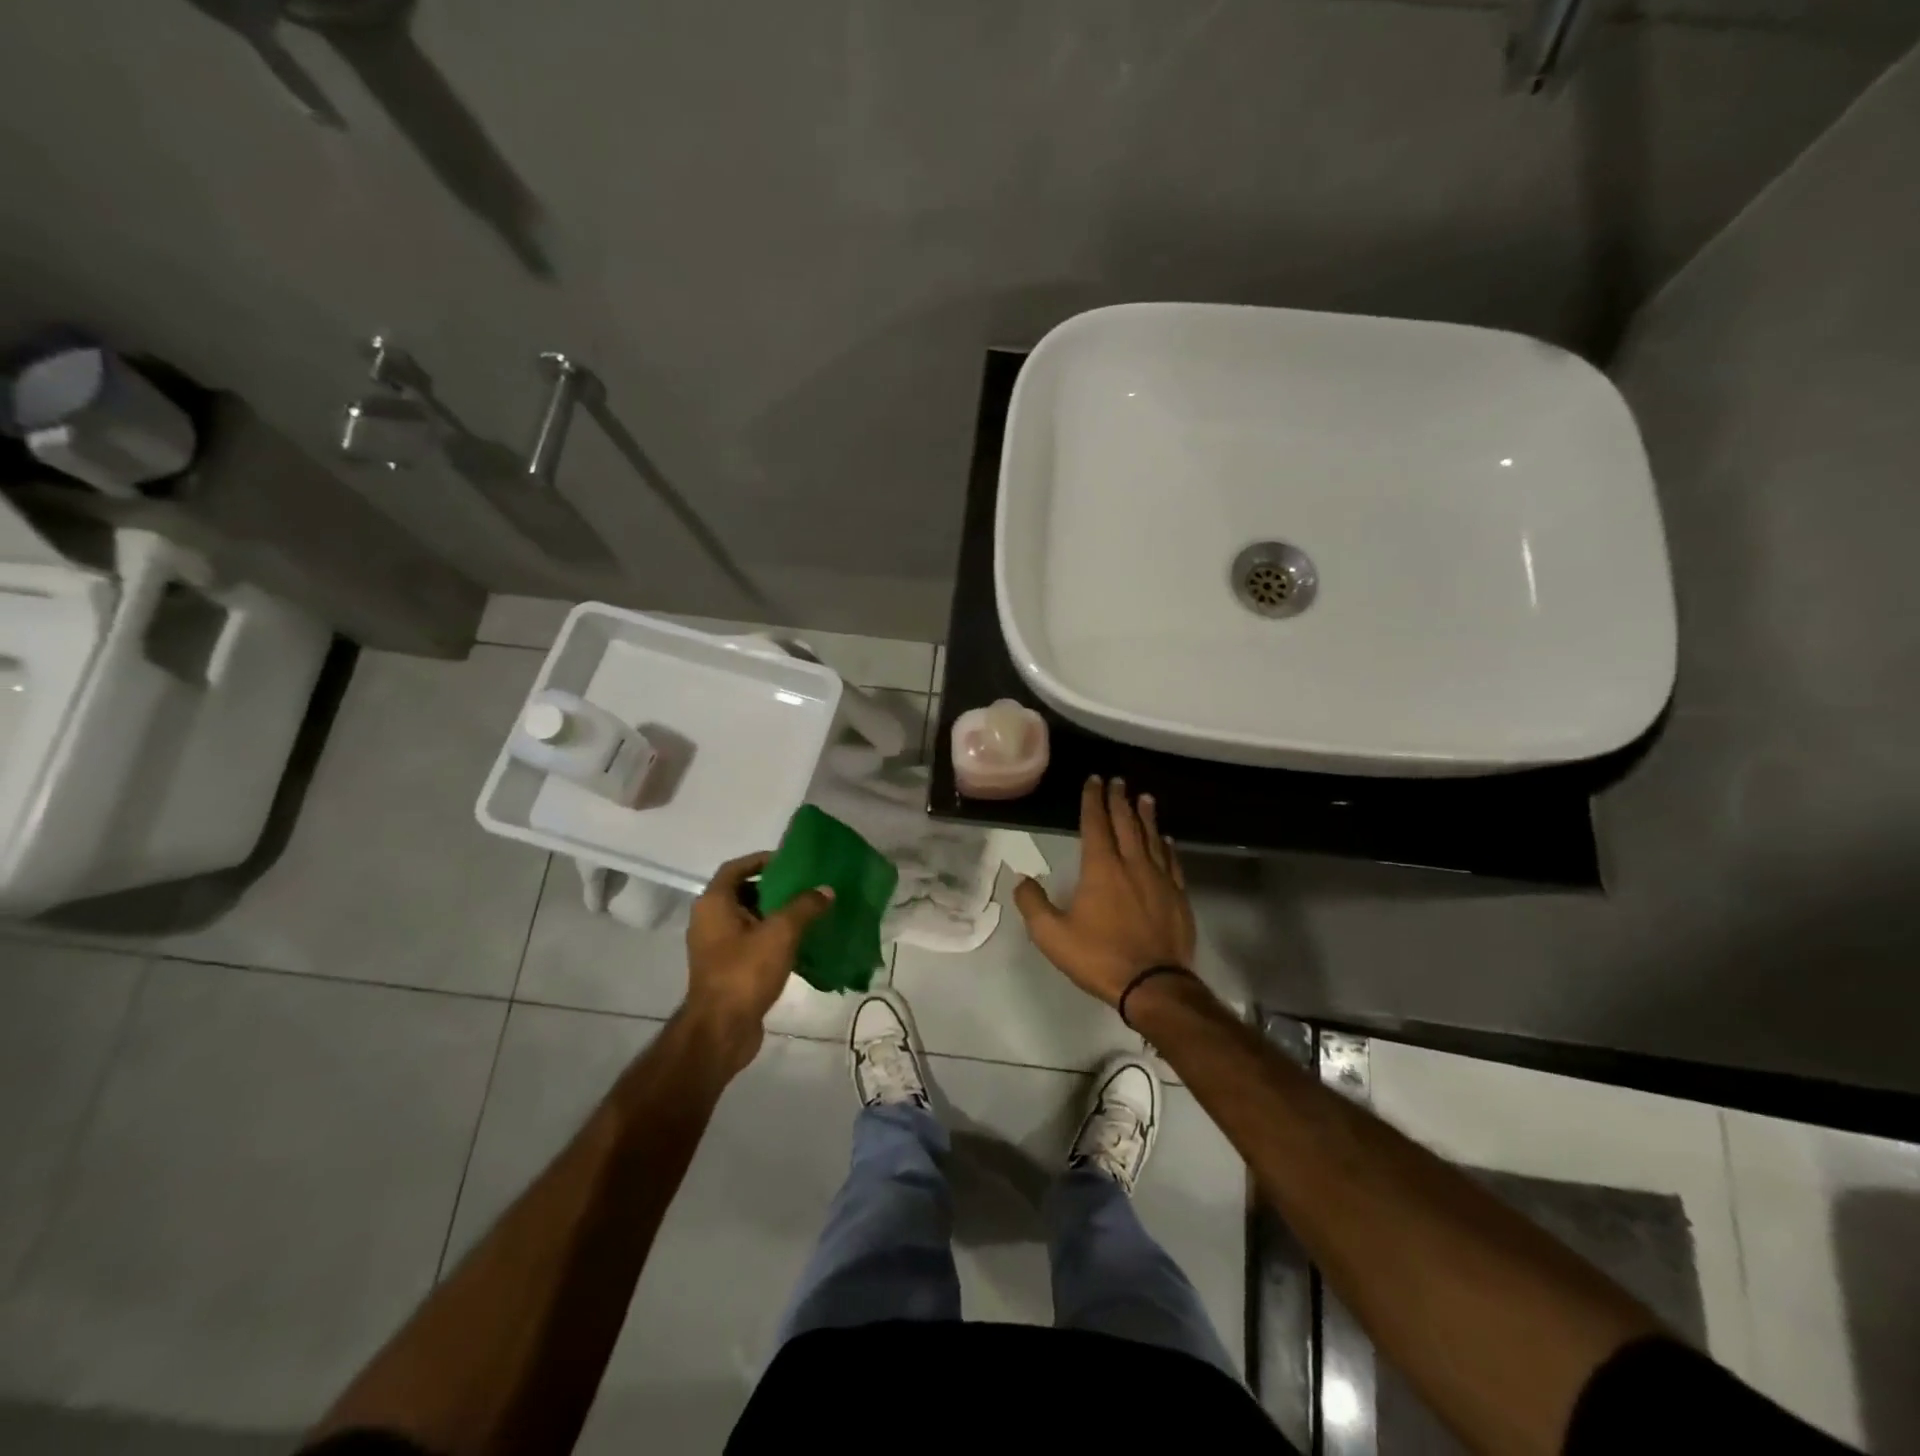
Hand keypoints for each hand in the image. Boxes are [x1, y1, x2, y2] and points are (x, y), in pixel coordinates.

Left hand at [683, 852, 833, 1071]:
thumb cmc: (744, 972)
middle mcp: (709, 921)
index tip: (790, 861)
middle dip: (773, 888)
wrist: (721, 1031)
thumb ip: (804, 907)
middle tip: (804, 887)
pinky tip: (798, 944)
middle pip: (742, 892)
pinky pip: (750, 943)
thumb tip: (825, 890)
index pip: (735, 868)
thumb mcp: (780, 933)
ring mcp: (715, 947)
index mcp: (714, 904)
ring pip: (748, 920)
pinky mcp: (726, 970)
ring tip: (807, 913)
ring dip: (774, 914)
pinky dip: (771, 938)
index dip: (761, 860)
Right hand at [1013, 776, 1194, 1006]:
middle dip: (1119, 800)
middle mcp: (1132, 864)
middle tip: (1118, 781)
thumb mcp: (1052, 936)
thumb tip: (1022, 879)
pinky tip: (1167, 839)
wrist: (1154, 985)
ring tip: (1144, 798)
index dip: (1093, 800)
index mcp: (1101, 868)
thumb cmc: (1099, 958)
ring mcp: (1160, 879)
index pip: (1096, 824)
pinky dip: (1167, 845)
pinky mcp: (1178, 896)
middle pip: (1126, 823)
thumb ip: (1033, 904)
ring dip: (1146, 816)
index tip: (1094, 780)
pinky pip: (1172, 861)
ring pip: (1152, 837)